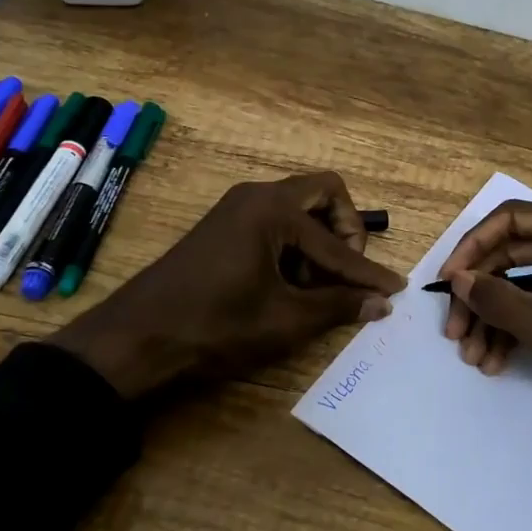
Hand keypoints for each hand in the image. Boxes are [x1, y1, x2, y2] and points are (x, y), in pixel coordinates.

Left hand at [53, 172, 404, 400]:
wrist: (138, 336)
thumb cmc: (215, 326)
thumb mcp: (284, 320)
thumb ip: (337, 306)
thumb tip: (382, 303)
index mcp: (273, 210)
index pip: (336, 243)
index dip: (367, 272)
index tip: (394, 290)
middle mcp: (258, 195)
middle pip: (324, 194)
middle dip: (346, 232)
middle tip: (347, 273)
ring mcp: (238, 206)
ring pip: (299, 207)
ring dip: (318, 240)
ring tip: (315, 287)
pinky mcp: (226, 224)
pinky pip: (276, 220)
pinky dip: (294, 244)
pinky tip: (288, 284)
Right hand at [438, 201, 531, 472]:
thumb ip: (501, 301)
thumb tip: (457, 280)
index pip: (511, 220)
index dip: (473, 248)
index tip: (448, 283)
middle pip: (509, 253)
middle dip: (480, 295)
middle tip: (455, 333)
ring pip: (515, 280)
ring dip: (491, 317)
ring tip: (473, 357)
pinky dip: (510, 327)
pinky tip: (493, 360)